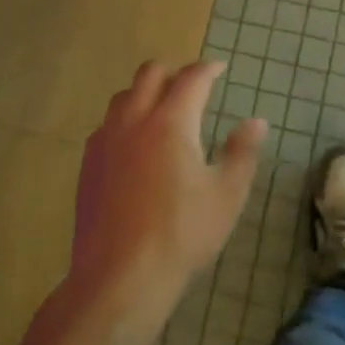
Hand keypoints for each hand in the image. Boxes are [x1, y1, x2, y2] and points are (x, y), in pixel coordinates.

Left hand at [69, 61, 266, 324]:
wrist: (120, 276)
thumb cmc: (181, 235)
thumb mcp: (226, 196)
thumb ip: (242, 152)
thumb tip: (256, 121)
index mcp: (170, 122)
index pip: (191, 78)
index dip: (208, 69)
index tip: (220, 68)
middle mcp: (134, 119)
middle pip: (150, 73)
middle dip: (174, 72)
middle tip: (192, 87)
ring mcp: (106, 139)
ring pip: (124, 95)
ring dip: (145, 92)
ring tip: (162, 112)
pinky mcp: (89, 162)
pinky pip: (107, 123)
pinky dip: (125, 119)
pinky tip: (135, 145)